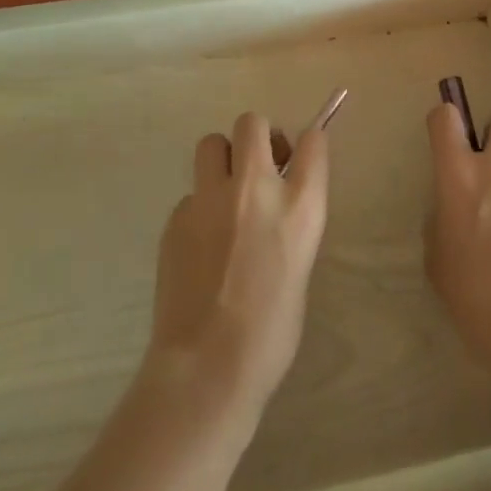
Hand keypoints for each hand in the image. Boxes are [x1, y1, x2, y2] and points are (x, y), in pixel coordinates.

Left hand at [145, 112, 328, 423]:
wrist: (207, 367)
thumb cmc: (271, 331)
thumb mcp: (300, 265)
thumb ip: (290, 221)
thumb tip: (276, 205)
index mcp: (300, 205)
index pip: (313, 140)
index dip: (308, 144)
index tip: (300, 157)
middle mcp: (256, 188)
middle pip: (252, 123)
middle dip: (257, 138)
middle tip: (258, 169)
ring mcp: (210, 198)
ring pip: (212, 143)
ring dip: (222, 159)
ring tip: (224, 195)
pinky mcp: (177, 216)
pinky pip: (191, 193)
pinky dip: (199, 207)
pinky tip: (200, 244)